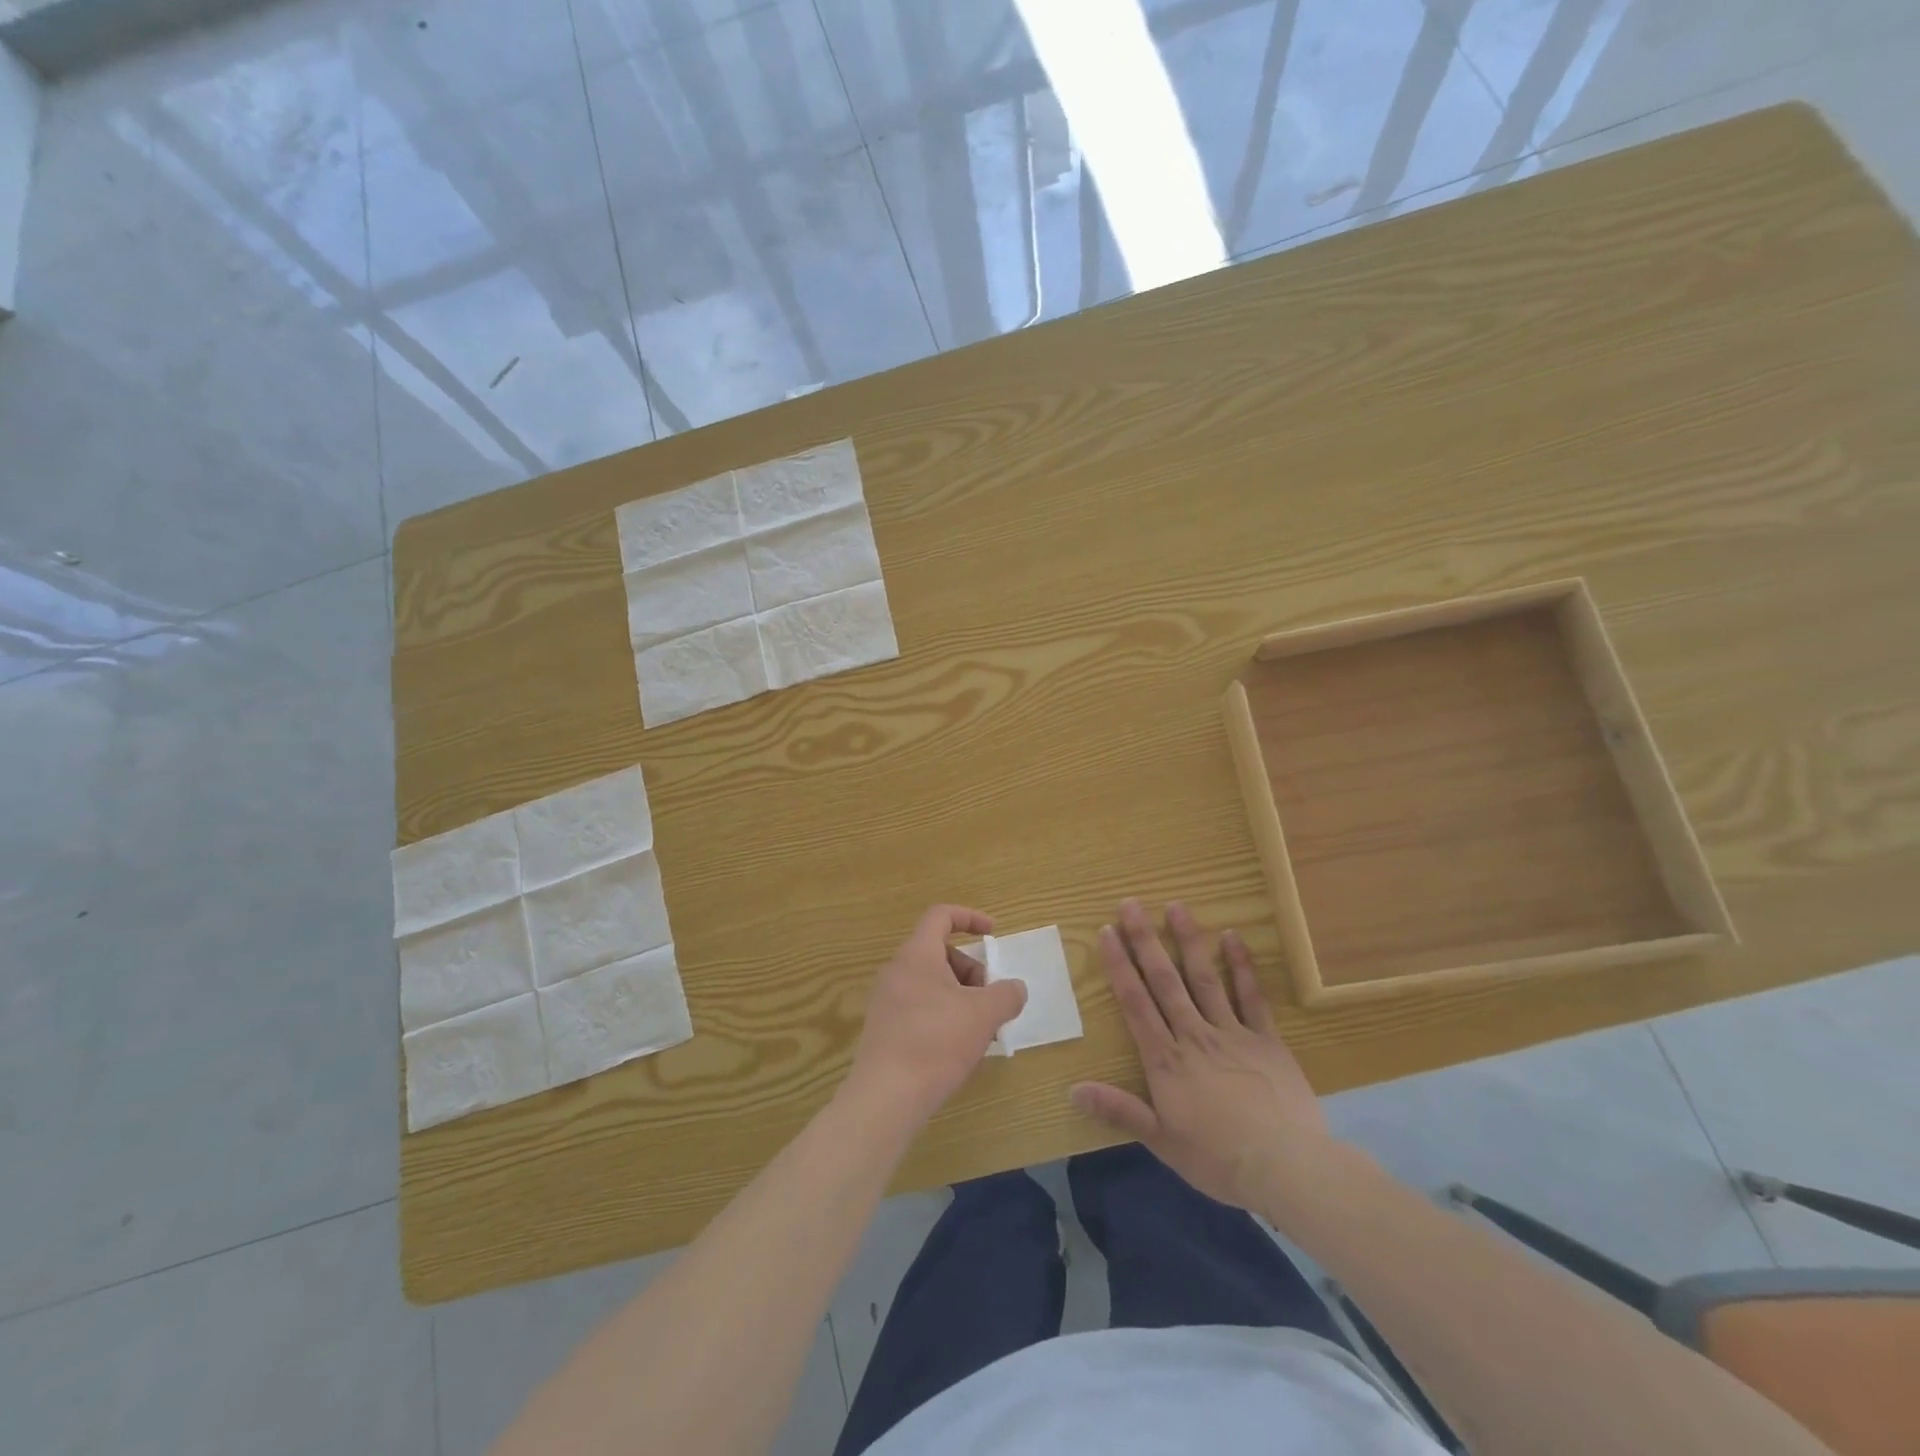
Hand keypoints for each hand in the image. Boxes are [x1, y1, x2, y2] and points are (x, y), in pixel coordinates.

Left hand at [846, 905, 1027, 1124]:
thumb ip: (1006, 995)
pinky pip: (921, 1007)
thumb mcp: (983, 1015)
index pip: (941, 916)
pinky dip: (945, 1016)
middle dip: (973, 972)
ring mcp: (887, 1000)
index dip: (970, 917)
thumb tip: (1014, 988)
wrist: (885, 1097)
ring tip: (981, 1031)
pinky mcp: (885, 1028)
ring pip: (933, 983)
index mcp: (917, 954)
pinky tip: (959, 1049)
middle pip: (941, 953)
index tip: (993, 934)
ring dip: (962, 998)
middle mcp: (897, 970)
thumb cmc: (936, 1042)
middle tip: (992, 1002)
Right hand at [1072, 899, 1338, 1211]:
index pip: (1135, 1003)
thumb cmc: (1219, 1159)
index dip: (1119, 965)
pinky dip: (1242, 966)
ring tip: (1176, 906)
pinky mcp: (1266, 1039)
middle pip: (1164, 981)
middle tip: (1131, 904)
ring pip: (1204, 978)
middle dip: (1145, 940)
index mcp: (1166, 1060)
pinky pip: (1251, 997)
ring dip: (1189, 941)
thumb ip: (1119, 1111)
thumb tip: (1073, 1091)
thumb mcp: (1162, 1142)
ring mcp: (1232, 1033)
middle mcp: (1194, 1035)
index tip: (1107, 932)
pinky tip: (1233, 937)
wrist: (1287, 1168)